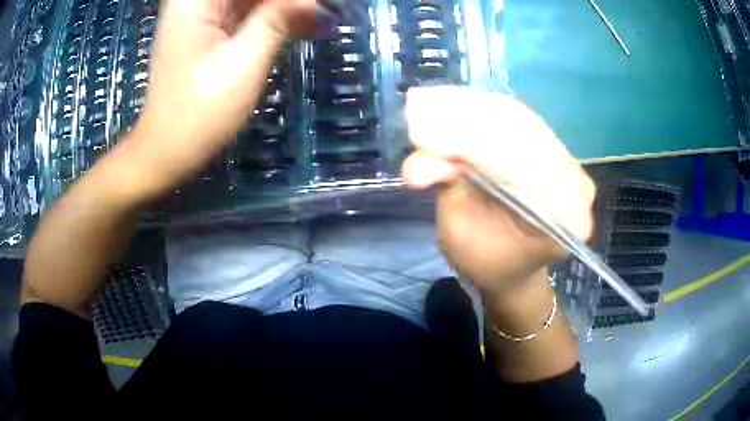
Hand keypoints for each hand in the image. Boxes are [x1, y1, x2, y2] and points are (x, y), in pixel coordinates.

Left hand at [120, 0, 315, 199]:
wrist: (166, 152)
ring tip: (319, 21)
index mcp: (196, 0)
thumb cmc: (198, 113)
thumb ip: (279, 19)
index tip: (317, 8)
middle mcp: (195, 1)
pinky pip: (246, 13)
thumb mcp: (243, 62)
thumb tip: (315, 1)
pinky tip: (302, 27)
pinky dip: (273, 19)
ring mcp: (201, 15)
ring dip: (286, 9)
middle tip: (322, 14)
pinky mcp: (208, 31)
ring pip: (251, 0)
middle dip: (289, 3)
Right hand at [402, 87, 595, 295]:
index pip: (519, 164)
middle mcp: (578, 184)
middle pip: (522, 133)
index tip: (422, 131)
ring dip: (471, 106)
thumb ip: (448, 191)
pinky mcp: (555, 151)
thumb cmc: (486, 261)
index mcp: (567, 216)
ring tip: (431, 98)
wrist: (511, 266)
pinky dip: (483, 109)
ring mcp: (569, 163)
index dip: (468, 144)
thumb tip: (417, 164)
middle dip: (466, 118)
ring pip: (519, 119)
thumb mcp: (461, 236)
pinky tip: (453, 101)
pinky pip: (519, 120)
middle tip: (421, 104)